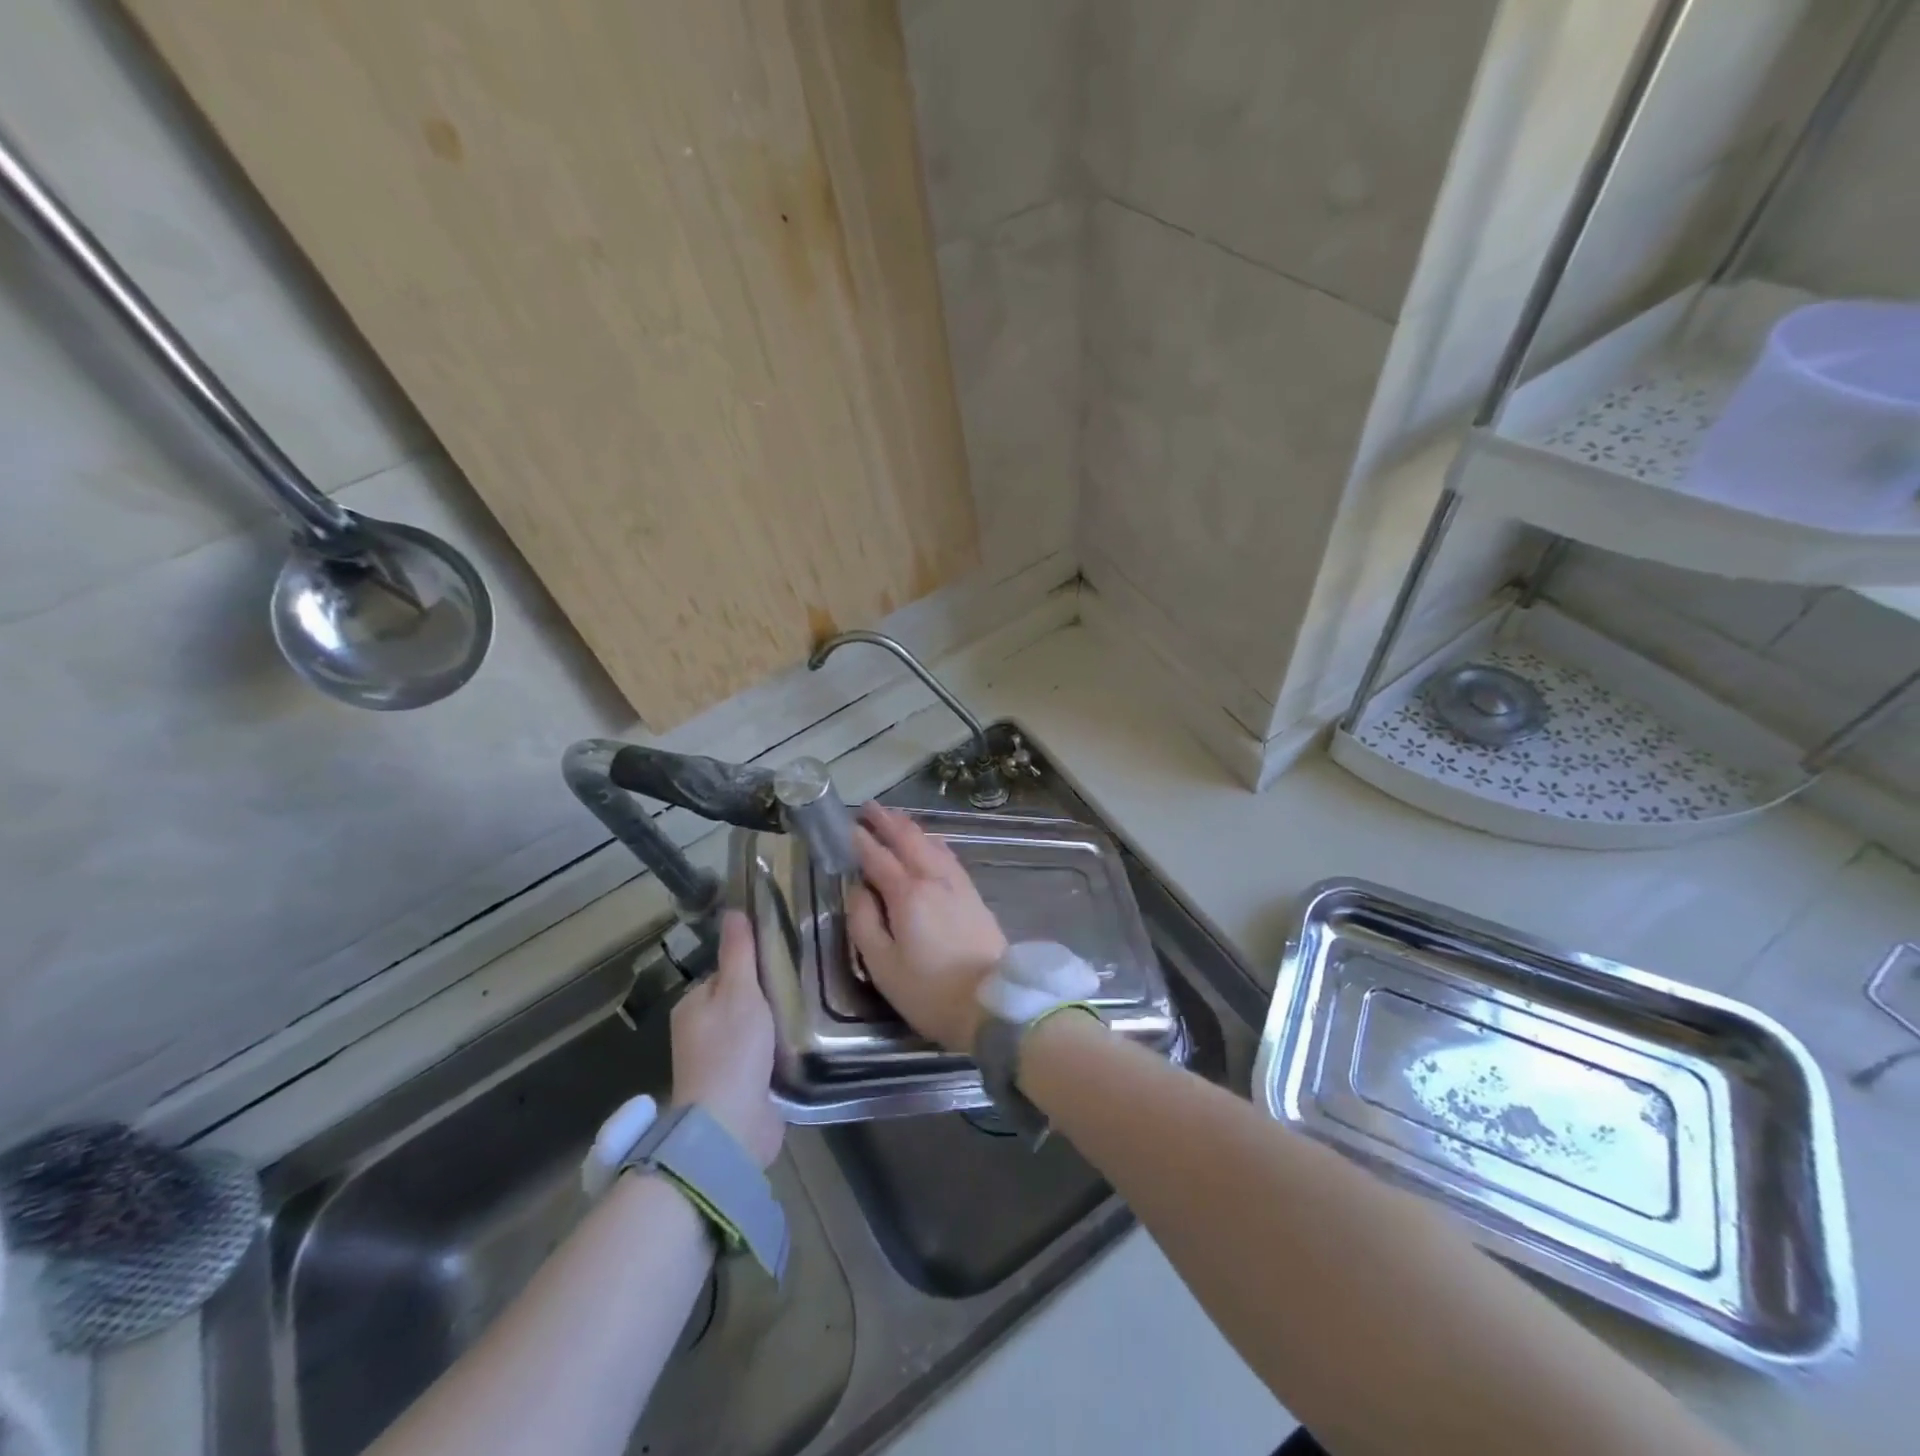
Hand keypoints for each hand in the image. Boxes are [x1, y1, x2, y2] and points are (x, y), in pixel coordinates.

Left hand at [671, 911, 782, 1167]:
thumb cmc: (732, 1050)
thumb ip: (739, 952)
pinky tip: (802, 1045)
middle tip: (805, 987)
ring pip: (755, 1030)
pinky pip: (763, 1058)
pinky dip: (779, 1052)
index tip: (787, 961)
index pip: (727, 972)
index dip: (755, 966)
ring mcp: (719, 1063)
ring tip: (810, 1013)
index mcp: (693, 1005)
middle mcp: (700, 1032)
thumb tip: (733, 910)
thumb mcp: (739, 991)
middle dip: (769, 997)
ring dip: (777, 1026)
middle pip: (742, 1001)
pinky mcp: (740, 1088)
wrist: (731, 1127)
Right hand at [846, 803, 1006, 1052]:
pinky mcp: (973, 894)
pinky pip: (948, 855)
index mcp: (907, 894)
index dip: (860, 841)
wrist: (992, 1003)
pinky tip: (930, 843)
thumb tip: (857, 889)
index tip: (846, 826)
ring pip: (931, 843)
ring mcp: (958, 884)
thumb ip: (864, 921)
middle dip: (887, 821)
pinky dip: (932, 841)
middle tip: (868, 807)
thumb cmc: (929, 991)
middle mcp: (934, 878)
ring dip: (910, 827)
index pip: (878, 857)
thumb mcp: (882, 964)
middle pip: (908, 840)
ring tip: (895, 818)